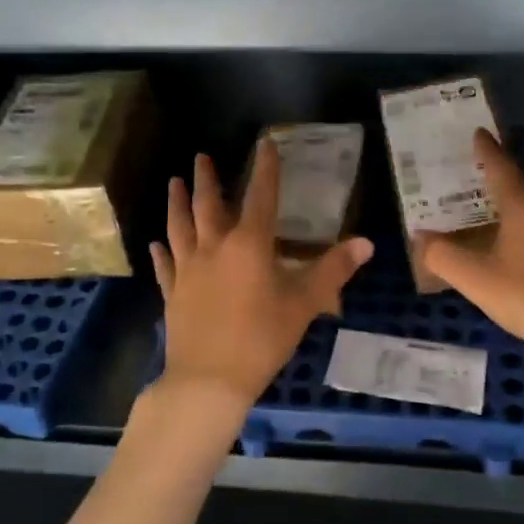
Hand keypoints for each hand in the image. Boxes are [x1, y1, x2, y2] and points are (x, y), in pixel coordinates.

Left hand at [150, 140, 373, 415]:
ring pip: (180, 226)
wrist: (208, 380)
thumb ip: (333, 270)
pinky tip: (157, 242)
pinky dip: (162, 251)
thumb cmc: (261, 339)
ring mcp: (188, 269)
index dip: (265, 168)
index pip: (260, 196)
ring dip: (178, 202)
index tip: (264, 143)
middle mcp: (215, 247)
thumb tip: (366, 243)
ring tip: (175, 182)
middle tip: (202, 156)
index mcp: (249, 244)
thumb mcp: (304, 304)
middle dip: (208, 178)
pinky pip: (165, 265)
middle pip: (209, 204)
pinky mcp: (172, 292)